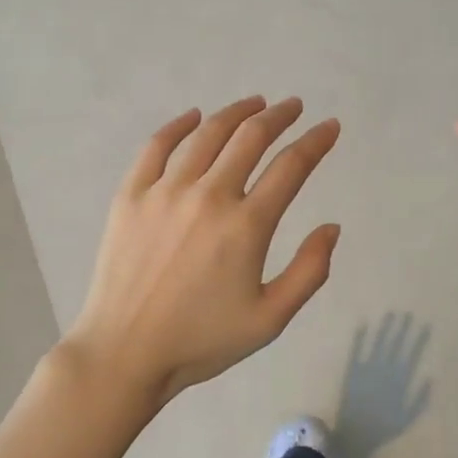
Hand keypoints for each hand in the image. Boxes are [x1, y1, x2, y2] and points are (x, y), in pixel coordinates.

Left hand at [65, 96, 341, 407]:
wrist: (125, 353)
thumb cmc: (202, 341)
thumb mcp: (270, 319)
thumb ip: (309, 272)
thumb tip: (331, 227)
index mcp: (246, 226)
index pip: (291, 167)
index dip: (315, 142)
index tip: (329, 127)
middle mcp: (208, 196)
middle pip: (251, 138)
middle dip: (279, 116)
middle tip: (294, 107)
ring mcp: (165, 191)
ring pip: (208, 134)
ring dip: (237, 112)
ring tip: (255, 103)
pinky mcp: (131, 194)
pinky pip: (157, 146)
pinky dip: (179, 125)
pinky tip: (194, 116)